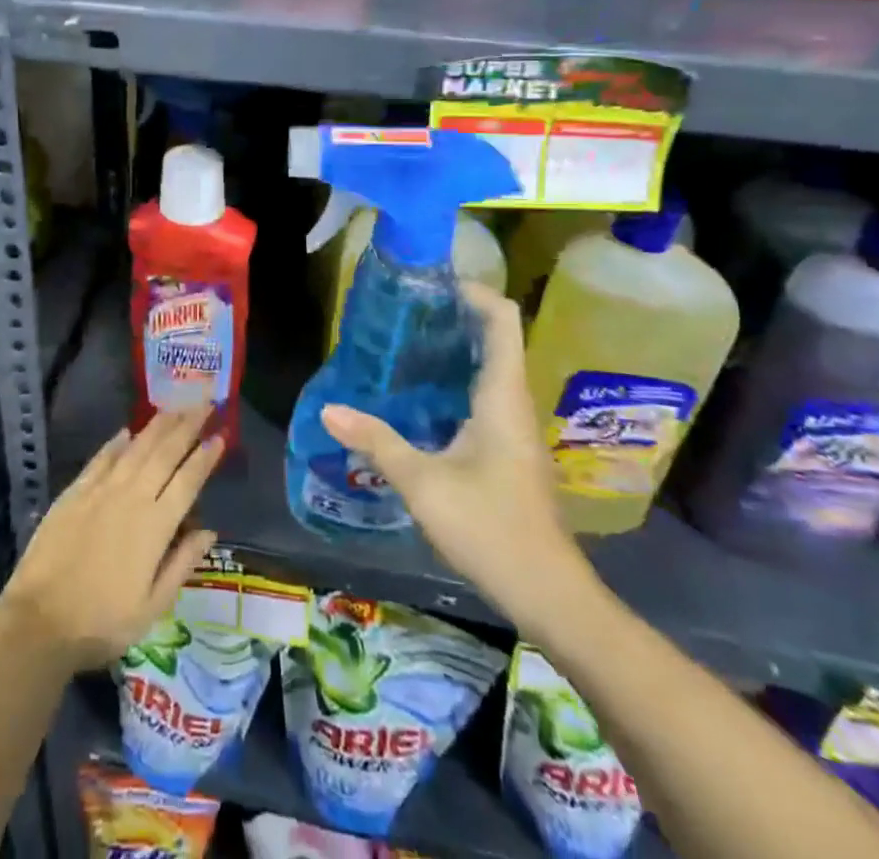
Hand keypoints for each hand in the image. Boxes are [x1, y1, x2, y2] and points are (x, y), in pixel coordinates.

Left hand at [0, 410, 222, 671]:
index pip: (188, 481)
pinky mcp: (75, 492)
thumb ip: (182, 564)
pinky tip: (127, 431)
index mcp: (156, 526)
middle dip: (187, 425)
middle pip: (165, 453)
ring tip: (175, 407)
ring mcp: (101, 491)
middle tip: (205, 403)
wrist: (39, 622)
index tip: (220, 434)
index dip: (205, 456)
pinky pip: (101, 458)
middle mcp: (132, 498)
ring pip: (136, 448)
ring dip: (158, 425)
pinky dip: (116, 442)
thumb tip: (209, 531)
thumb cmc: (102, 623)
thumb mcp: (152, 607)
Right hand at [321, 283, 590, 620]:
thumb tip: (330, 410)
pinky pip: (486, 397)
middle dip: (455, 317)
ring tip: (406, 345)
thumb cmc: (490, 528)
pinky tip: (421, 399)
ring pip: (491, 369)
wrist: (549, 594)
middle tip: (405, 312)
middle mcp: (515, 402)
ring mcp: (516, 428)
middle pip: (496, 338)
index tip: (433, 285)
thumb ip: (376, 442)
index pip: (502, 319)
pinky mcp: (511, 451)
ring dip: (455, 350)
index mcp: (502, 396)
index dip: (474, 292)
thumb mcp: (423, 483)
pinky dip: (457, 382)